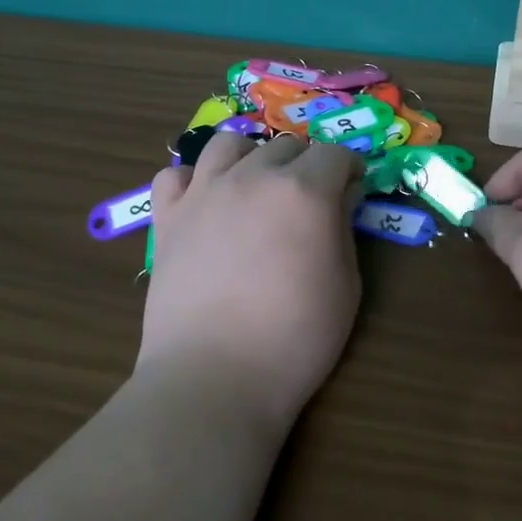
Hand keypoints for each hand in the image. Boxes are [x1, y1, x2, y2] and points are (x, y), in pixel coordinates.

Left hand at [139, 134, 363, 423]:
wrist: (215, 376)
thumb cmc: (296, 338)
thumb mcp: (345, 285)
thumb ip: (343, 228)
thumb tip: (341, 195)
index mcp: (304, 191)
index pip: (334, 154)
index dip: (350, 168)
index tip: (353, 189)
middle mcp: (253, 177)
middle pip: (286, 146)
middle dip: (306, 165)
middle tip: (309, 201)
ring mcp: (204, 193)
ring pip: (228, 144)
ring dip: (251, 158)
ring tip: (256, 189)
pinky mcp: (168, 217)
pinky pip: (175, 174)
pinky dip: (193, 180)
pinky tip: (206, 204)